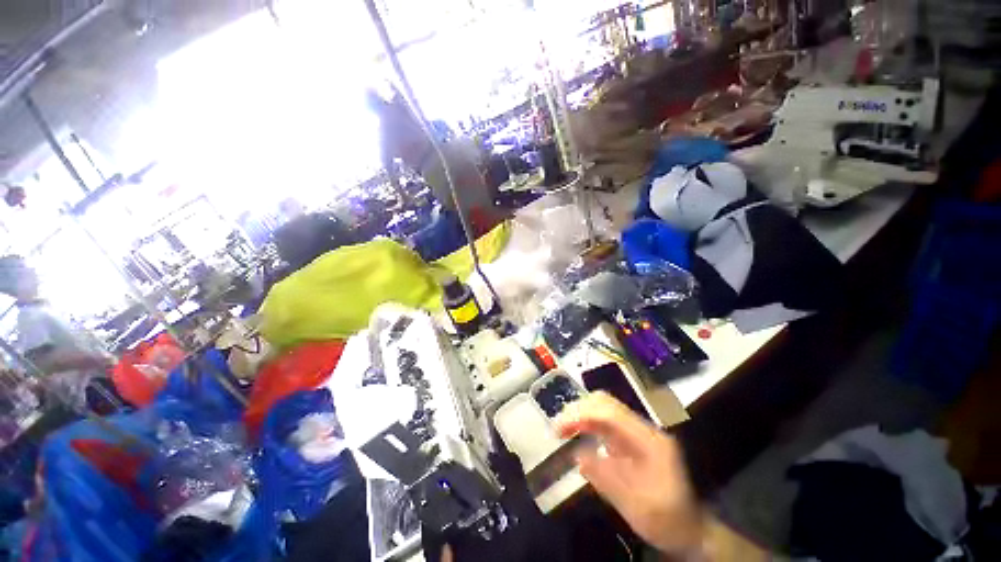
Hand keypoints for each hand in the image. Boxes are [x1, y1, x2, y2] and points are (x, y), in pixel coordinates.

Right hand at [555, 392, 703, 557]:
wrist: (690, 530)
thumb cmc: (667, 521)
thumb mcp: (638, 508)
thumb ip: (607, 480)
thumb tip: (578, 455)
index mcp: (649, 441)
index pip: (611, 413)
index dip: (582, 415)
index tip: (560, 428)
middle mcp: (642, 430)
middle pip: (606, 403)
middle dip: (579, 410)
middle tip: (559, 428)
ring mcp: (636, 433)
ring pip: (603, 409)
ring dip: (580, 414)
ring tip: (562, 429)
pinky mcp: (629, 440)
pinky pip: (603, 422)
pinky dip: (586, 424)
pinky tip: (575, 433)